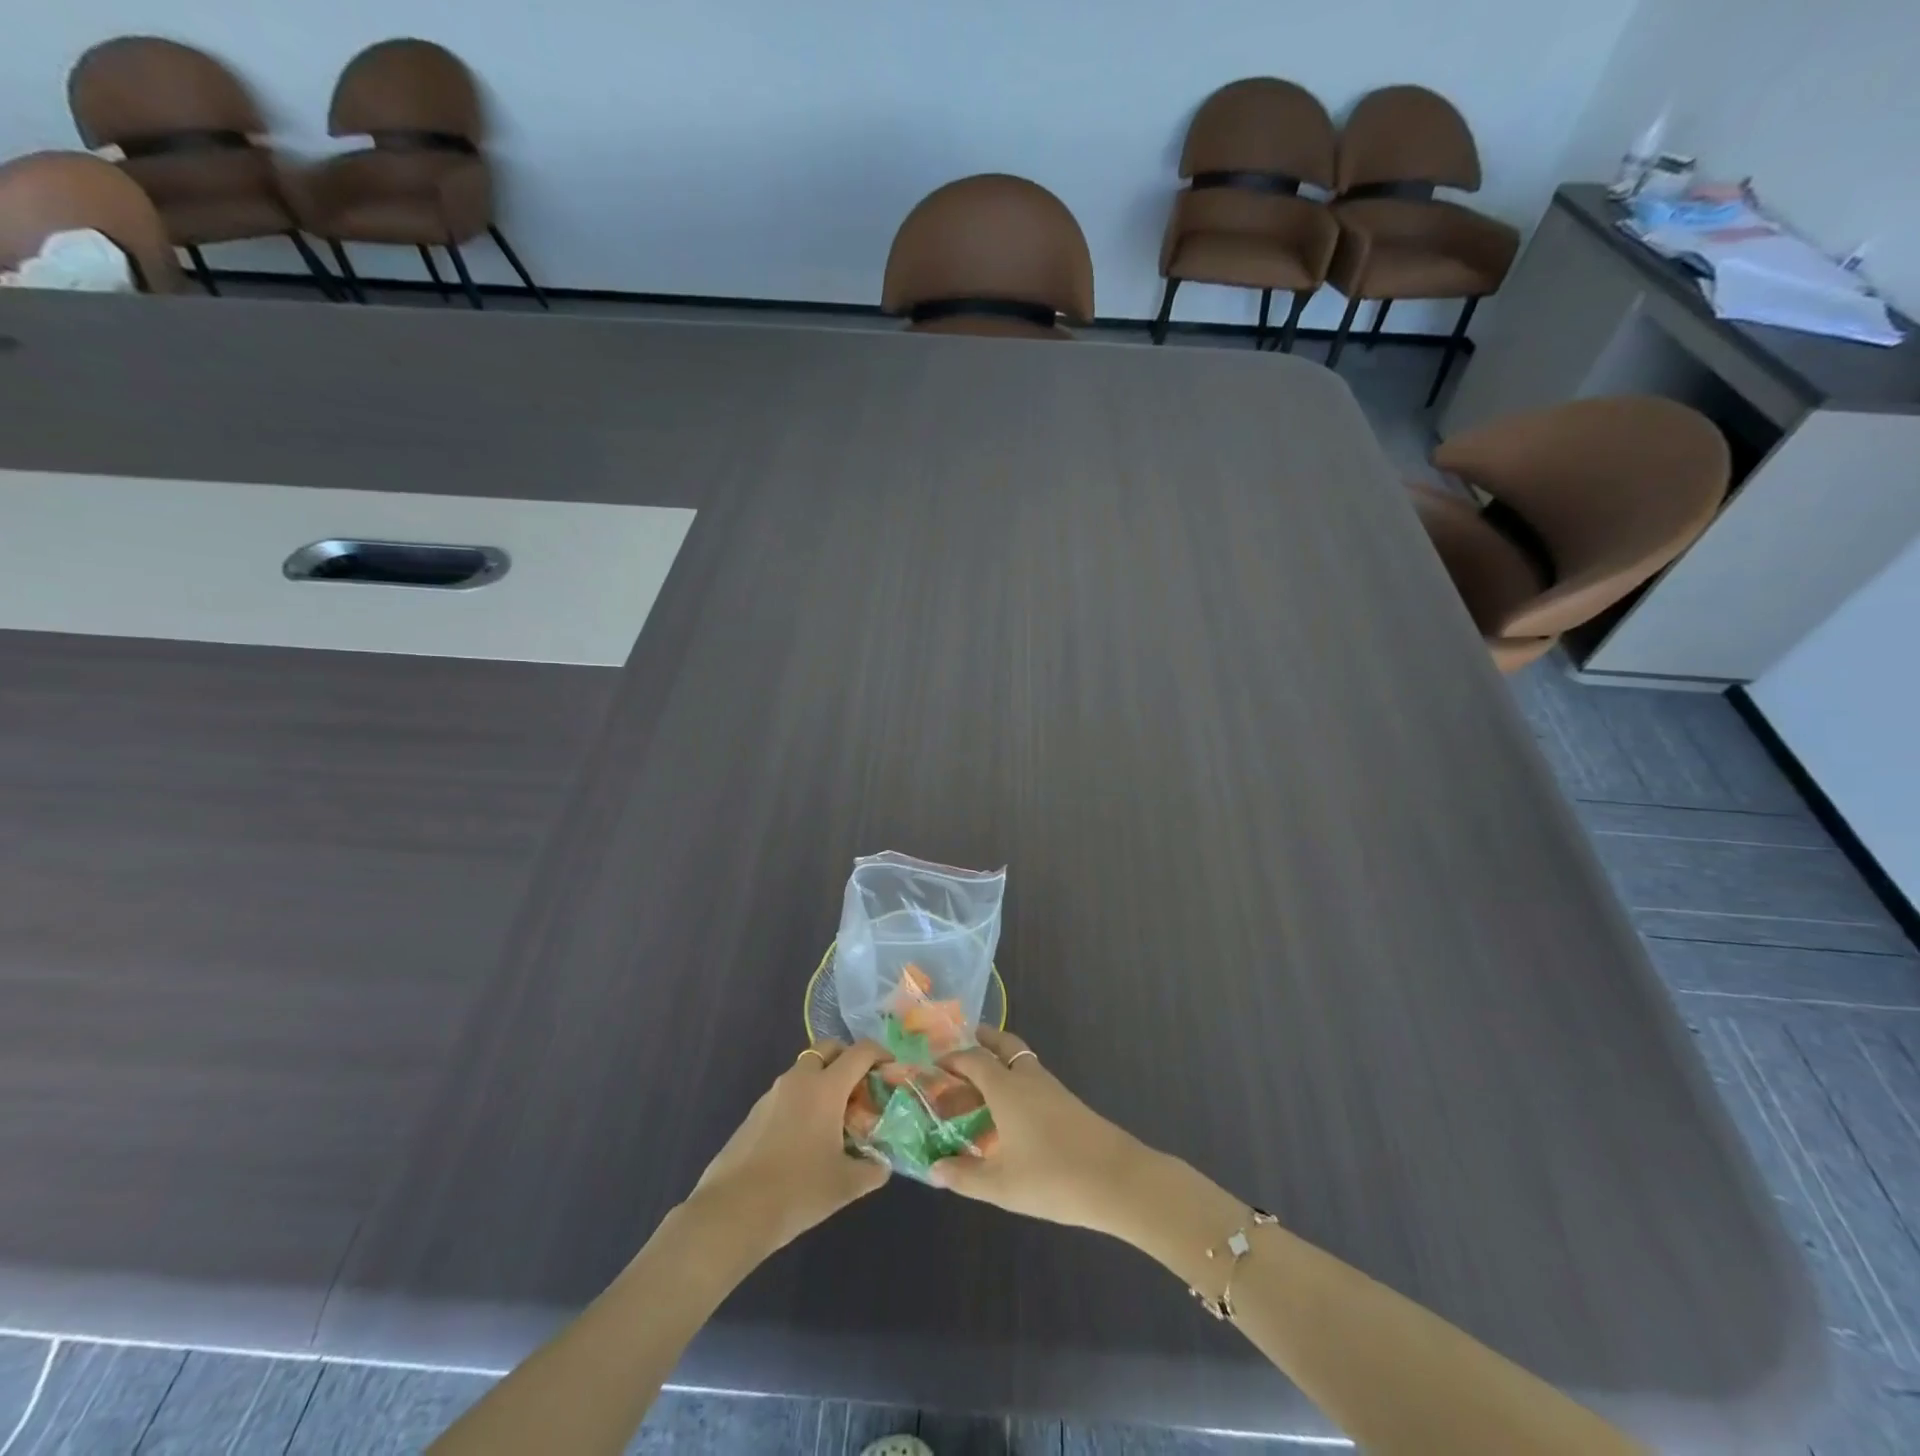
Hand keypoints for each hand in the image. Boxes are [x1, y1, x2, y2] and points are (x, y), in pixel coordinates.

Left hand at [688, 1039, 890, 1256]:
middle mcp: (799, 1079)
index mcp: (826, 1087)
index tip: (890, 1068)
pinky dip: (802, 1099)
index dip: (880, 1053)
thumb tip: (882, 1165)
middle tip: (861, 1086)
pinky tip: (804, 1136)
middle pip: (828, 1048)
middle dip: (847, 1058)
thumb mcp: (845, 1185)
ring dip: (823, 1079)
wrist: (732, 1212)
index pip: (860, 1052)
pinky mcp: (754, 1113)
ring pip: (804, 1070)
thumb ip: (872, 1170)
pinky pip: (787, 1092)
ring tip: (834, 1116)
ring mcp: (772, 1094)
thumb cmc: (797, 1190)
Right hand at [929, 1028, 1147, 1236]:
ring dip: (1000, 1062)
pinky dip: (1016, 1082)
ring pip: (1021, 1061)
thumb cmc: (1052, 1178)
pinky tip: (1011, 1112)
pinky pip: (1033, 1079)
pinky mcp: (1068, 1103)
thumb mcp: (1001, 1185)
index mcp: (1006, 1088)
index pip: (973, 1059)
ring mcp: (1051, 1088)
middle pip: (1003, 1045)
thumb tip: (933, 1170)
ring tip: (982, 1084)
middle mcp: (1027, 1078)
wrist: (1117, 1179)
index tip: (933, 1066)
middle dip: (982, 1040)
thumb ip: (964, 1176)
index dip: (951, 1059)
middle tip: (963, 1048)